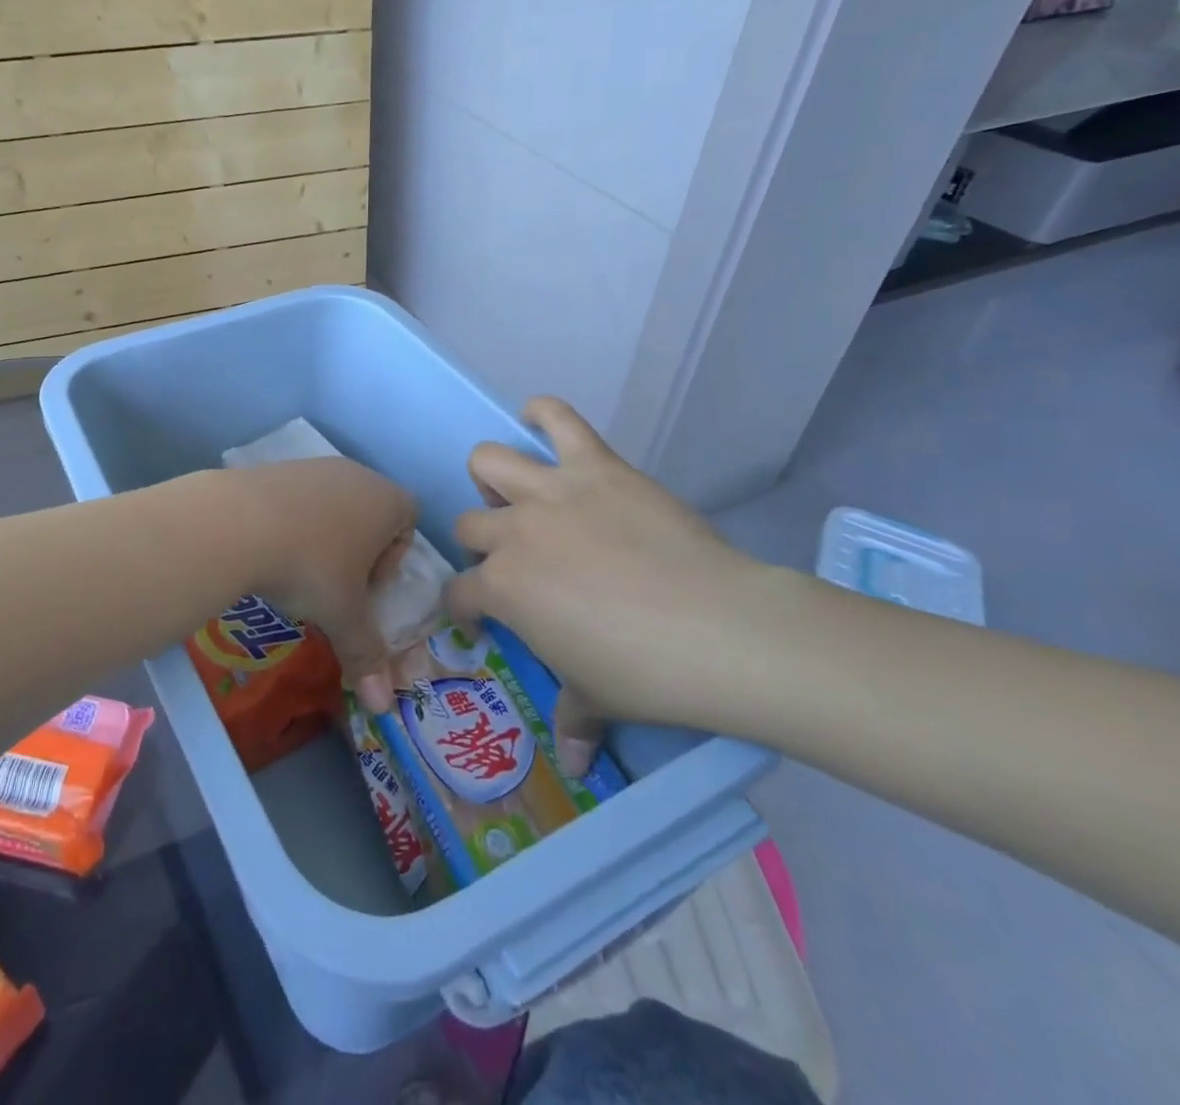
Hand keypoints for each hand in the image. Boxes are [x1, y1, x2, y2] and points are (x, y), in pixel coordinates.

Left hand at [227, 458, 417, 690]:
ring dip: (322, 536)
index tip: (368, 586)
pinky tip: (268, 550)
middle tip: (334, 585)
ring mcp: (312, 466)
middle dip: (357, 550)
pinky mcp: (274, 468)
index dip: (394, 556)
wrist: (237, 523)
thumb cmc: (310, 567)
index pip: (409, 518)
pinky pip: (295, 498)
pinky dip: (290, 523)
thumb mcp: (343, 616)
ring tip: (296, 571)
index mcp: (386, 500)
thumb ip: (366, 655)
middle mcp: (354, 474)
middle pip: (369, 511)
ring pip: (331, 504)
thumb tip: (383, 707)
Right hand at [445, 398, 790, 756]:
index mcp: (503, 588)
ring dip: (493, 477)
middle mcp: (513, 532)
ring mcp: (551, 492)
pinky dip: (543, 414)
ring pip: (489, 461)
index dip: (466, 607)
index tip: (483, 618)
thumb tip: (572, 764)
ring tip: (517, 494)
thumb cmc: (646, 673)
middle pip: (467, 524)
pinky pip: (558, 418)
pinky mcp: (596, 466)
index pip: (459, 593)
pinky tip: (539, 421)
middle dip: (481, 544)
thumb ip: (573, 721)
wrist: (719, 630)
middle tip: (514, 560)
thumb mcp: (599, 700)